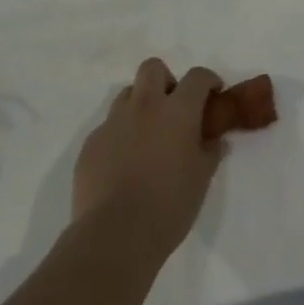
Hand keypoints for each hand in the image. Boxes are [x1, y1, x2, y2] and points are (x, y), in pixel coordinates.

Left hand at [73, 59, 225, 261]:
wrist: (114, 236)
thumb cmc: (169, 205)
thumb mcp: (202, 178)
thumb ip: (210, 150)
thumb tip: (212, 139)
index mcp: (177, 110)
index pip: (197, 77)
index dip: (208, 81)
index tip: (213, 95)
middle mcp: (144, 106)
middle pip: (153, 68)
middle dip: (166, 80)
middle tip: (173, 108)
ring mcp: (113, 123)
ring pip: (127, 95)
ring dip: (140, 105)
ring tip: (147, 136)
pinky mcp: (90, 145)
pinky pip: (108, 128)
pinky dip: (120, 136)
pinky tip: (124, 164)